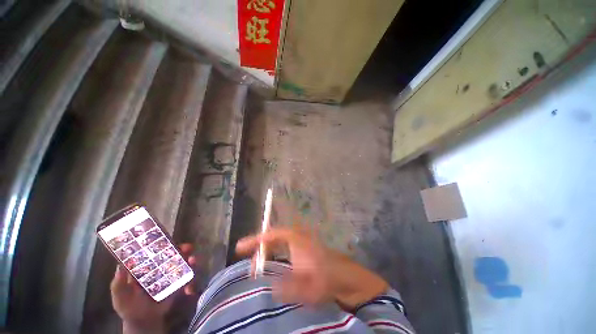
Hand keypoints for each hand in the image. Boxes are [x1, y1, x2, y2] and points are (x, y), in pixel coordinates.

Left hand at [110, 243, 196, 333]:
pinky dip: (192, 280)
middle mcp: (162, 266)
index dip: (164, 242)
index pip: (157, 249)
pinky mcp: (179, 283)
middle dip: (184, 248)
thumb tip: (120, 265)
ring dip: (192, 260)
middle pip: (175, 253)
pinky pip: (189, 277)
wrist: (144, 321)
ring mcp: (172, 274)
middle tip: (188, 248)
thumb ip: (118, 283)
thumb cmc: (129, 306)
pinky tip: (189, 289)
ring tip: (193, 261)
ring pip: (185, 262)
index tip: (169, 238)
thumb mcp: (120, 296)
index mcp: (147, 265)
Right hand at [236, 227, 388, 309]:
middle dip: (260, 246)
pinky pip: (285, 247)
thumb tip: (267, 285)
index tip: (240, 247)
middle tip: (248, 259)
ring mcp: (301, 242)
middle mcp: (297, 237)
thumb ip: (283, 287)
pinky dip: (276, 252)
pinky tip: (273, 263)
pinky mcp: (304, 248)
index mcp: (295, 240)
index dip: (255, 240)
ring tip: (257, 262)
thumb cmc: (326, 279)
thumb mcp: (304, 287)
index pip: (271, 235)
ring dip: (267, 250)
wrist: (346, 277)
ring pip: (279, 242)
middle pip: (274, 237)